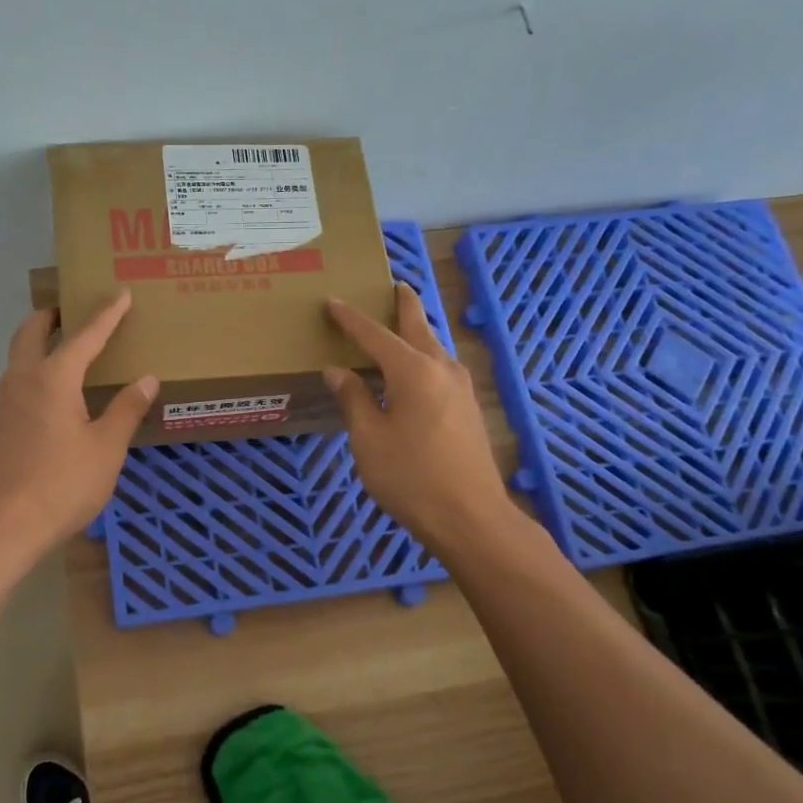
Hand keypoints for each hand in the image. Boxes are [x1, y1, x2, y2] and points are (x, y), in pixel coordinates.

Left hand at [0, 290, 156, 561]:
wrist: (2, 526)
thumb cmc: (62, 484)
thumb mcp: (106, 448)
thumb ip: (126, 410)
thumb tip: (147, 379)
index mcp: (53, 379)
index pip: (85, 336)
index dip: (106, 314)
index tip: (120, 293)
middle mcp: (22, 380)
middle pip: (31, 332)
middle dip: (53, 316)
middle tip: (73, 312)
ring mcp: (2, 403)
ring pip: (18, 358)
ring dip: (39, 345)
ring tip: (66, 352)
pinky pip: (16, 384)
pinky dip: (34, 373)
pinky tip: (51, 399)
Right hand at [324, 285, 531, 556]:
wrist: (469, 516)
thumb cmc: (410, 477)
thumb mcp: (369, 439)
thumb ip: (353, 399)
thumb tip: (337, 370)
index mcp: (413, 371)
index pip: (375, 335)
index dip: (351, 319)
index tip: (333, 301)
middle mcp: (441, 369)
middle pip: (419, 327)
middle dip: (405, 306)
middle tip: (396, 285)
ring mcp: (461, 389)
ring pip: (436, 347)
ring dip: (419, 331)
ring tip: (403, 323)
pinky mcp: (468, 409)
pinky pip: (442, 368)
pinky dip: (425, 356)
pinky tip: (417, 370)